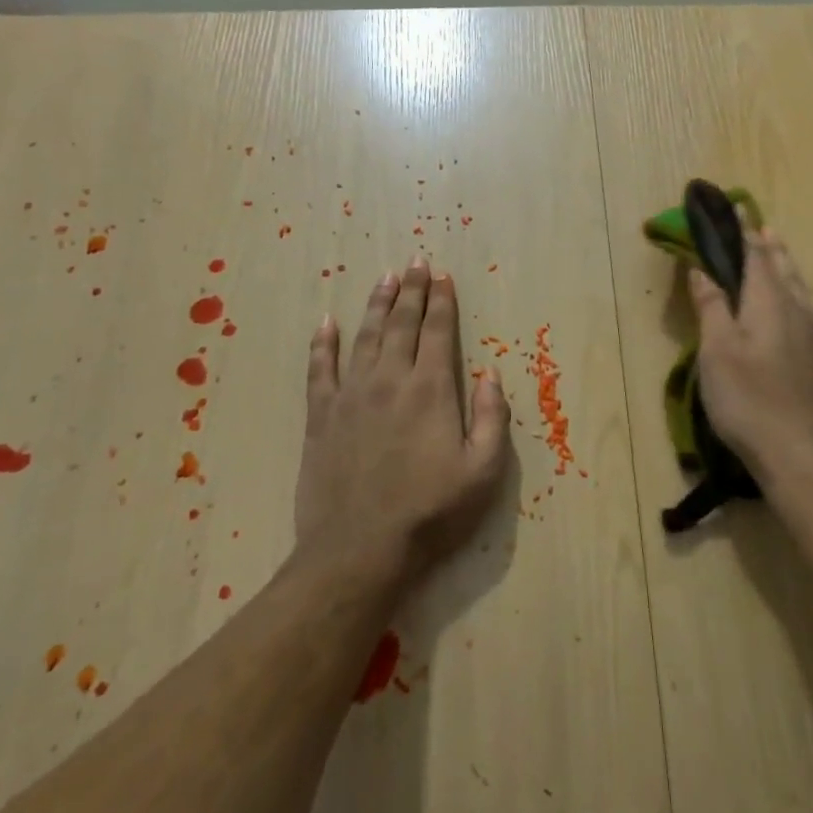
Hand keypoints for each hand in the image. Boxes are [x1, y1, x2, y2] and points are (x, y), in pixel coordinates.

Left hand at [296, 256, 512, 589]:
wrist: (359, 551)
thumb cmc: (430, 513)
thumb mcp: (483, 471)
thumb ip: (492, 418)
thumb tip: (490, 374)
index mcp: (431, 390)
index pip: (438, 331)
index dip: (441, 301)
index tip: (442, 275)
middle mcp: (390, 380)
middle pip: (402, 324)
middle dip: (411, 290)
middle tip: (415, 261)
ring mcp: (351, 396)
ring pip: (365, 337)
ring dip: (376, 304)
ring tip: (384, 278)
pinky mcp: (321, 417)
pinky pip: (320, 370)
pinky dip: (323, 344)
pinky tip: (326, 322)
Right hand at [689, 229, 812, 487]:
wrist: (798, 453)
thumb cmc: (747, 398)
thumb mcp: (716, 350)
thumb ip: (711, 305)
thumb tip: (702, 268)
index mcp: (769, 302)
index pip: (756, 256)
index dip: (743, 233)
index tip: (735, 211)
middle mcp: (799, 309)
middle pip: (784, 268)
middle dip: (769, 246)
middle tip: (760, 227)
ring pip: (803, 288)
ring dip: (788, 266)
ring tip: (780, 254)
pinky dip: (804, 294)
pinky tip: (806, 305)